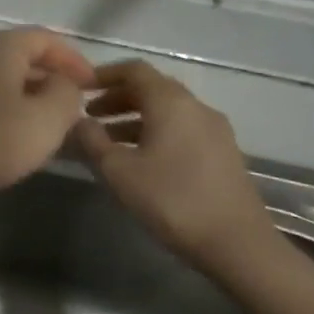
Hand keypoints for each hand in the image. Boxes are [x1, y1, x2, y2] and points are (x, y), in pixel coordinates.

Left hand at [0, 27, 96, 208]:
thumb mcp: (44, 123)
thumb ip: (66, 96)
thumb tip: (62, 83)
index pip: (45, 38)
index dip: (73, 60)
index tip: (92, 87)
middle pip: (15, 54)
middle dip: (45, 78)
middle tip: (65, 108)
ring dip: (17, 93)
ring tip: (33, 124)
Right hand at [72, 59, 276, 269]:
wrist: (236, 243)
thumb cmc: (171, 200)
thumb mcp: (118, 171)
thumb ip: (92, 140)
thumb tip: (77, 120)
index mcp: (171, 102)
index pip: (134, 70)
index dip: (103, 74)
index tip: (78, 89)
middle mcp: (196, 107)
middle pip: (152, 88)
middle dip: (117, 98)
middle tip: (89, 116)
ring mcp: (214, 130)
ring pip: (167, 111)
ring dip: (134, 118)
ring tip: (107, 141)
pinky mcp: (222, 153)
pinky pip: (181, 129)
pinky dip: (154, 132)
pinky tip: (139, 159)